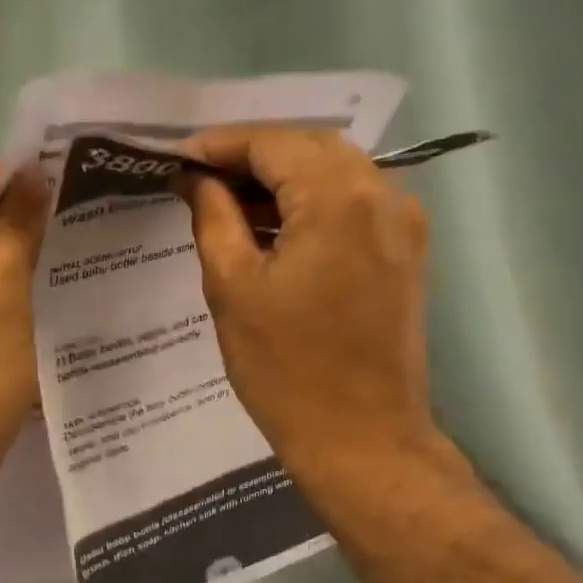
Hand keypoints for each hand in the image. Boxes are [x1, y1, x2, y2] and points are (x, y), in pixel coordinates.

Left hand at [0, 158, 48, 515]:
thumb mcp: (1, 308)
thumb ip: (14, 237)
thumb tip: (32, 175)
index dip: (24, 181)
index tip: (81, 186)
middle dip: (23, 225)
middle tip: (88, 228)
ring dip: (16, 264)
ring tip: (75, 263)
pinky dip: (1, 298)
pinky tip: (42, 305)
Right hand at [181, 127, 438, 478]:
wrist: (361, 439)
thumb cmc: (286, 371)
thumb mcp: (232, 289)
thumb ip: (213, 216)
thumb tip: (195, 178)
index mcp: (338, 197)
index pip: (272, 142)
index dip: (219, 146)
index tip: (176, 160)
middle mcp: (383, 193)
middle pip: (309, 148)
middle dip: (251, 157)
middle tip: (199, 181)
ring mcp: (403, 223)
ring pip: (335, 173)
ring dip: (282, 181)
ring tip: (228, 206)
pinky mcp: (406, 253)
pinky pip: (354, 205)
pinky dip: (312, 206)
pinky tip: (274, 229)